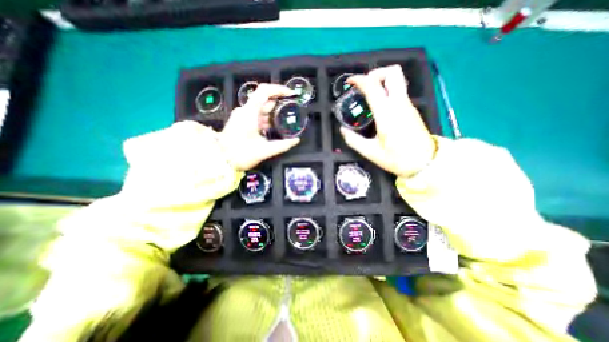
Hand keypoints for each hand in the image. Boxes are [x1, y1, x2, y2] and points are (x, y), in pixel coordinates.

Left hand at [219, 84, 298, 172]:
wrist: (220, 160)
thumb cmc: (241, 154)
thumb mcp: (264, 150)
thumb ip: (282, 145)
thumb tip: (296, 141)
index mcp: (249, 113)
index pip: (264, 91)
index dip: (279, 89)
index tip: (290, 94)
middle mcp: (245, 111)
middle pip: (264, 101)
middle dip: (279, 104)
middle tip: (292, 109)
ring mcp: (242, 116)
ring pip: (261, 109)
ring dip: (273, 113)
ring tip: (285, 120)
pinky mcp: (241, 122)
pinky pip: (256, 116)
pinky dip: (266, 119)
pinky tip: (274, 127)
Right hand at [342, 65, 437, 178]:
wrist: (425, 162)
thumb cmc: (397, 158)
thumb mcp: (371, 152)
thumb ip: (354, 140)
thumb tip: (342, 130)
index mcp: (386, 114)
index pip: (373, 86)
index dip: (359, 80)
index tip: (349, 82)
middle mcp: (399, 104)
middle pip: (392, 72)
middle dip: (375, 73)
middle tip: (364, 86)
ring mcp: (407, 105)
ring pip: (397, 79)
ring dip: (381, 80)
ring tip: (369, 94)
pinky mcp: (411, 109)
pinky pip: (399, 90)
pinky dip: (387, 89)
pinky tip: (378, 104)